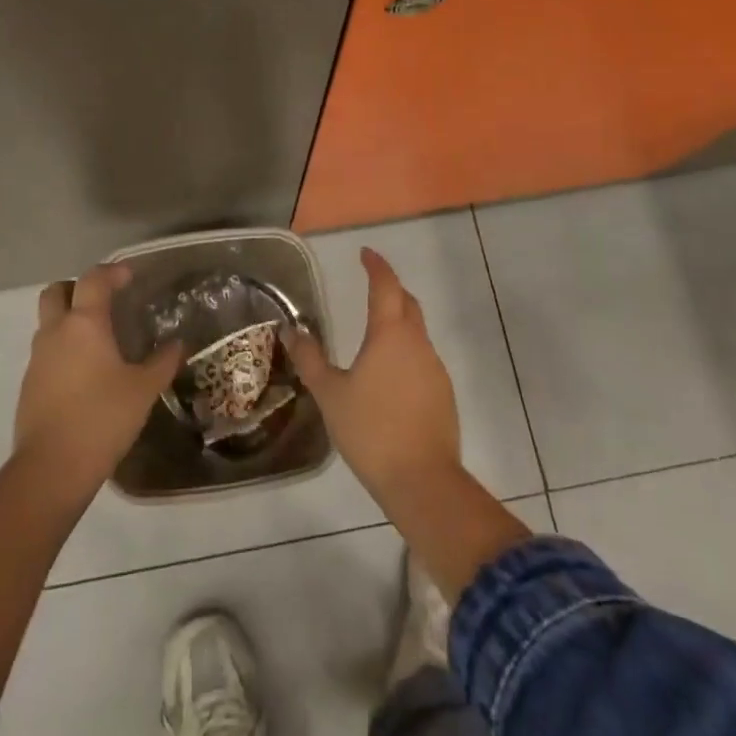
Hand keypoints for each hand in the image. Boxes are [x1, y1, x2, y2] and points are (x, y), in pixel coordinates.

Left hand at [13, 264, 183, 500]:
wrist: (51, 469)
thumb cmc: (102, 418)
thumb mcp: (143, 390)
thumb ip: (162, 362)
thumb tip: (177, 344)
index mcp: (84, 323)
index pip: (93, 280)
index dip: (112, 272)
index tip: (129, 276)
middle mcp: (56, 332)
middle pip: (56, 291)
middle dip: (77, 288)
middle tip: (103, 301)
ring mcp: (37, 358)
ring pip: (48, 322)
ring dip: (69, 320)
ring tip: (97, 339)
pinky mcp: (29, 385)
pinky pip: (46, 352)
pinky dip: (63, 349)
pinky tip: (85, 372)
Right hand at [286, 248, 462, 503]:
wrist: (423, 481)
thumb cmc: (371, 430)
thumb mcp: (330, 394)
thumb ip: (310, 359)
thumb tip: (291, 330)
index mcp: (390, 334)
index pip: (386, 286)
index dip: (376, 266)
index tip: (366, 254)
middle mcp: (417, 343)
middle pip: (407, 303)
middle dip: (391, 289)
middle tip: (371, 286)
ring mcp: (435, 369)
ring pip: (417, 331)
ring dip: (399, 322)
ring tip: (375, 333)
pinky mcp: (444, 394)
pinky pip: (423, 358)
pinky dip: (406, 351)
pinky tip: (389, 374)